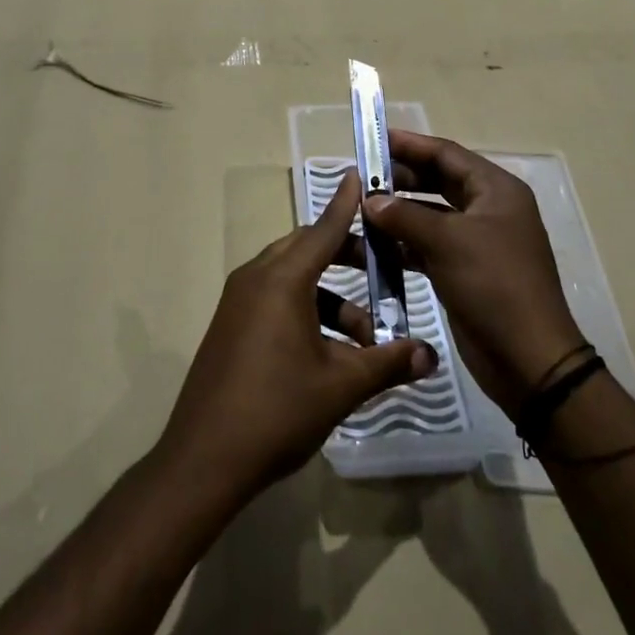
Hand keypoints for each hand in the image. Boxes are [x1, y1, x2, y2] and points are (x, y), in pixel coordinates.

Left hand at [158, 168, 437, 504]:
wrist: (204, 459)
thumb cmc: (277, 411)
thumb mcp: (341, 386)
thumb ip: (388, 364)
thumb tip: (431, 356)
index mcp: (282, 280)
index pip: (323, 228)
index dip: (346, 203)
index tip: (360, 175)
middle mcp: (256, 278)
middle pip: (308, 249)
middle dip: (347, 257)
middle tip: (384, 273)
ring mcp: (239, 302)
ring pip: (293, 279)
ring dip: (331, 298)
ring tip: (363, 341)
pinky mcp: (231, 325)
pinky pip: (275, 299)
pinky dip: (306, 311)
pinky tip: (329, 354)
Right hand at [364, 131, 585, 418]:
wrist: (528, 359)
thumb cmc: (494, 285)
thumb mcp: (448, 242)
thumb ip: (405, 215)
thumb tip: (371, 200)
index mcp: (496, 190)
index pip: (447, 154)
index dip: (410, 144)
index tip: (373, 139)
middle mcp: (488, 209)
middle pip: (438, 181)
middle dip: (400, 178)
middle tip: (361, 177)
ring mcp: (477, 242)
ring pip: (430, 215)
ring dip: (397, 212)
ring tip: (359, 209)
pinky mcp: (464, 271)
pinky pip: (428, 246)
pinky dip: (403, 243)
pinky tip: (372, 246)